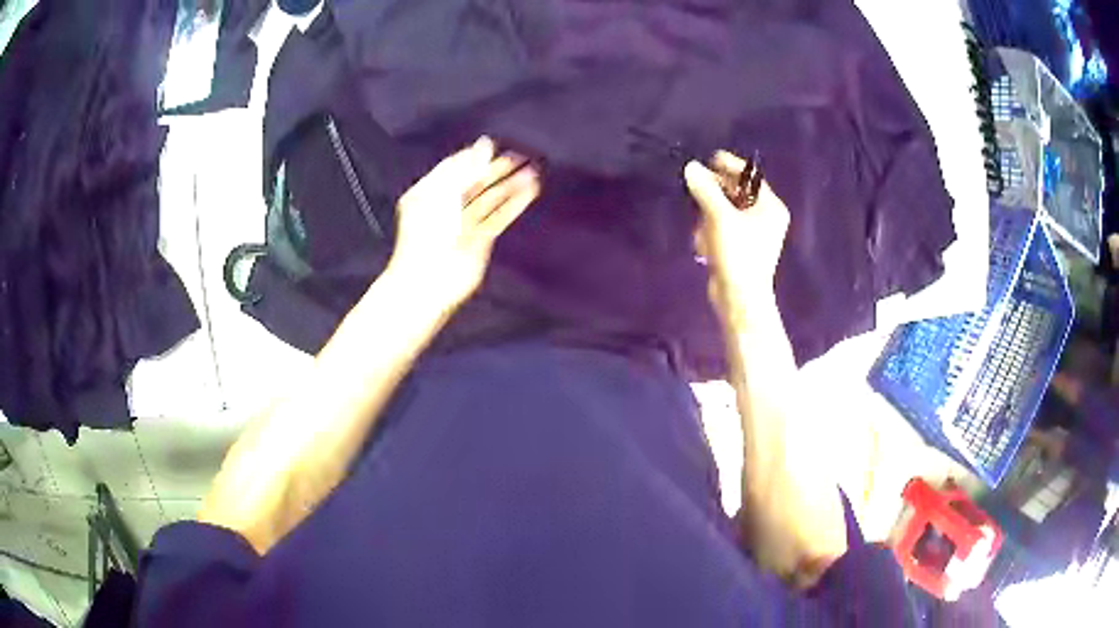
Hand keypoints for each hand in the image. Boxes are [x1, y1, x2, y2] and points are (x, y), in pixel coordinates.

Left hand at [387, 137, 540, 314]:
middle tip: (520, 157)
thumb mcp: (445, 193)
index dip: (475, 157)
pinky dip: (514, 204)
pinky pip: (499, 216)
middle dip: (497, 169)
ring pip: (490, 199)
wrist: (429, 280)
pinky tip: (530, 191)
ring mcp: (463, 223)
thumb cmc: (429, 234)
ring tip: (532, 172)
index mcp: (430, 191)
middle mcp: (446, 205)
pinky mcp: (479, 239)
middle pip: (475, 182)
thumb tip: (487, 143)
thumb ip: (468, 167)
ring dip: (510, 185)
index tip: (496, 146)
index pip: (454, 167)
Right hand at [685, 151, 789, 326]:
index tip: (707, 161)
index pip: (749, 176)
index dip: (729, 167)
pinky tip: (705, 245)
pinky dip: (711, 231)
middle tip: (694, 190)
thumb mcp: (720, 217)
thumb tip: (691, 168)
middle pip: (736, 192)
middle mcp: (766, 217)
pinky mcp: (741, 247)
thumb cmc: (738, 254)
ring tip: (702, 229)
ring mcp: (754, 233)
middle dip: (714, 195)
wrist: (739, 298)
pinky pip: (722, 228)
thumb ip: (705, 190)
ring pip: (725, 210)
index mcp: (770, 206)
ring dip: (709, 216)